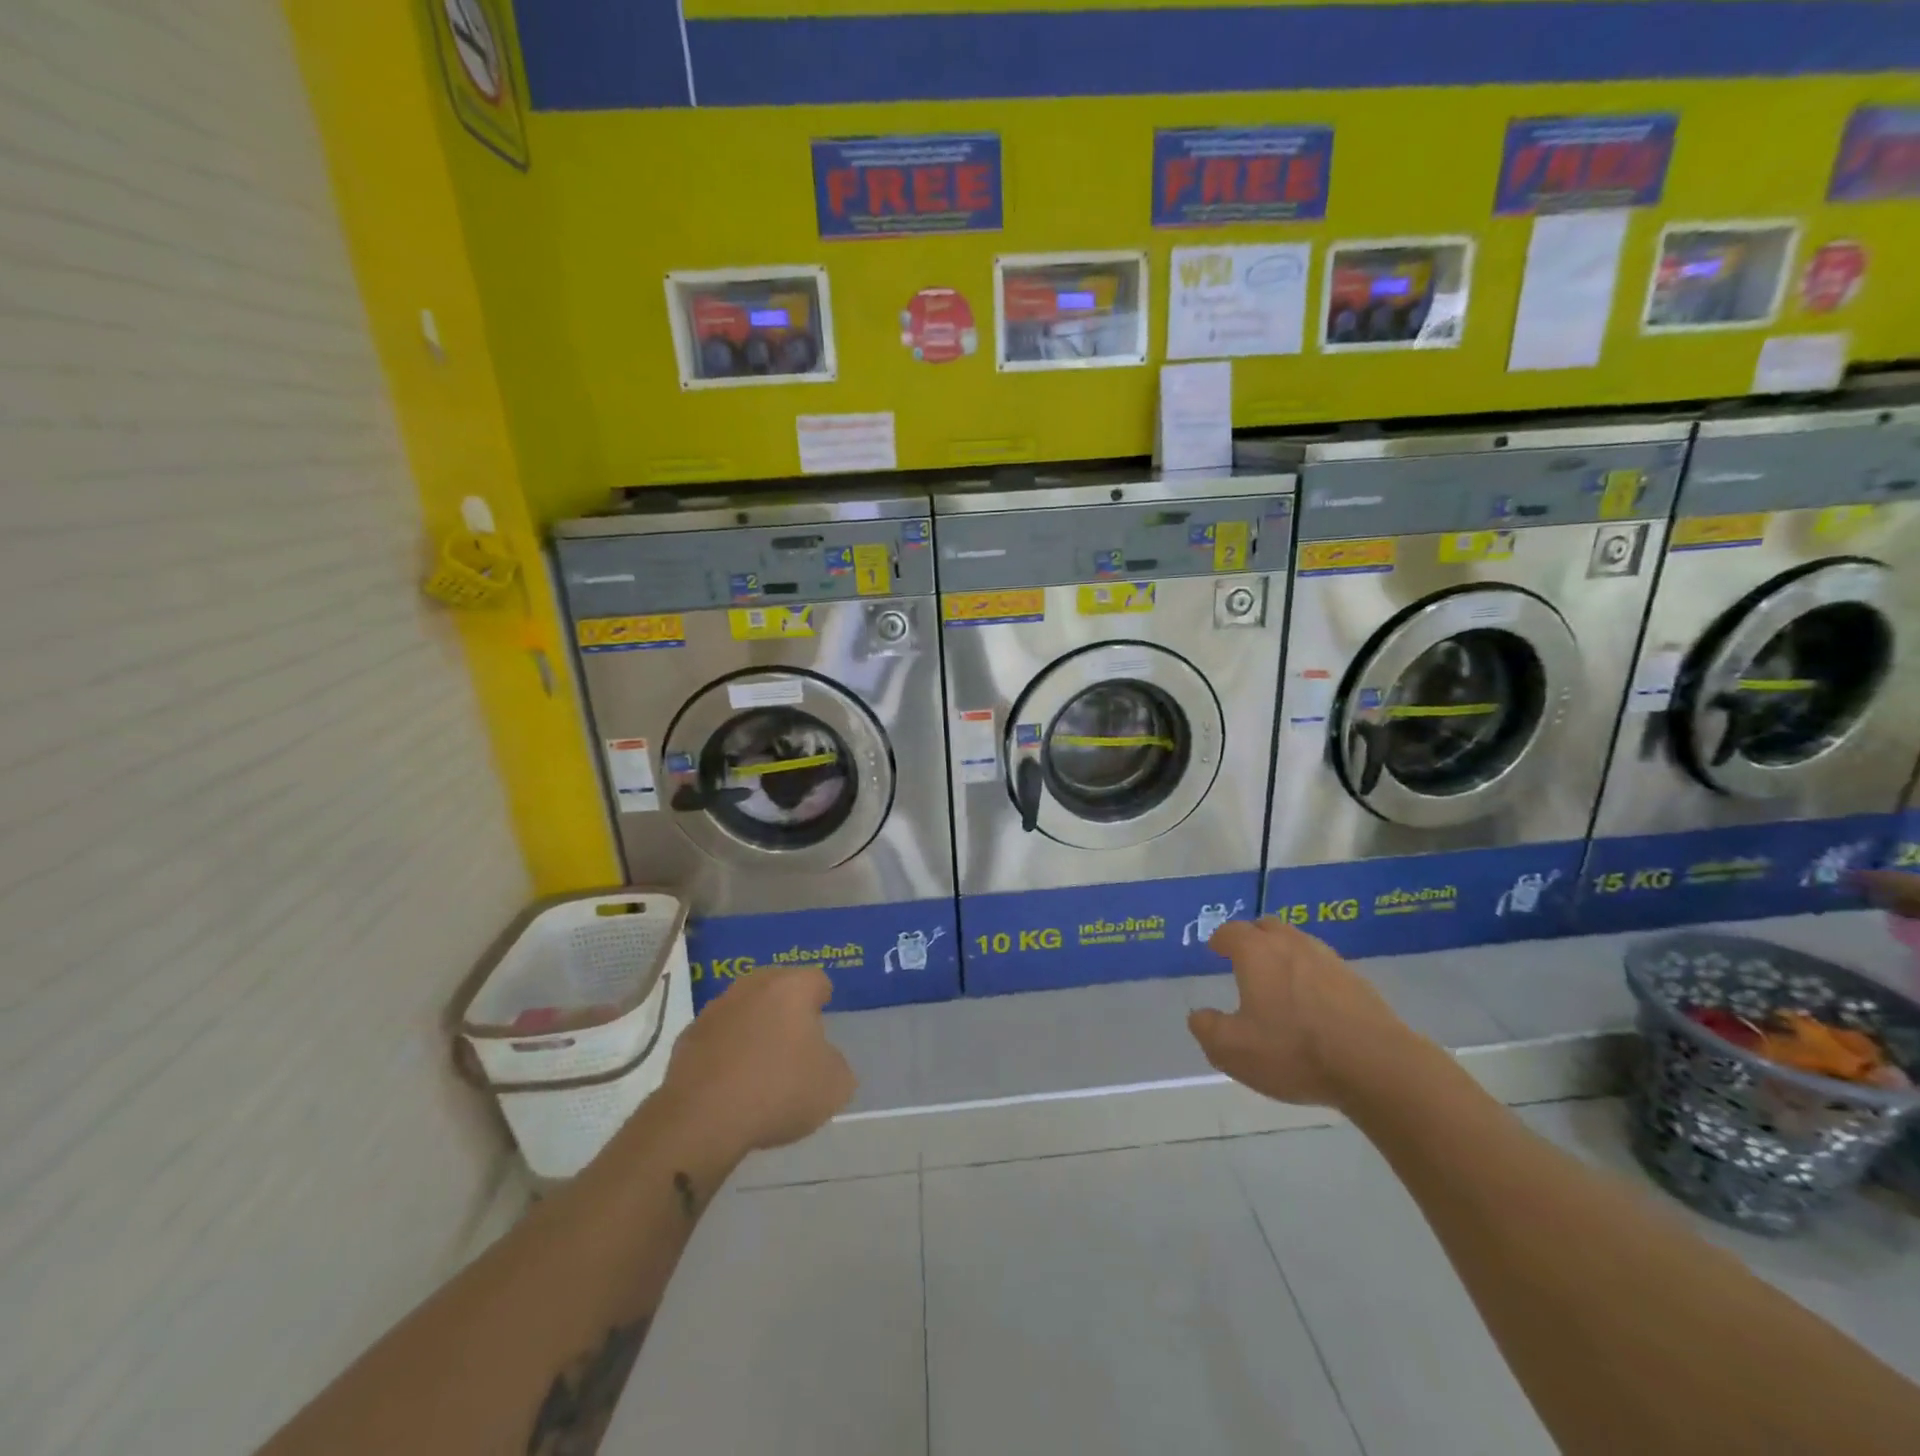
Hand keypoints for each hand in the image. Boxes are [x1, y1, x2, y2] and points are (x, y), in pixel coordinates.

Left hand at [661, 967, 856, 1153]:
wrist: (702, 1119)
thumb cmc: (779, 1090)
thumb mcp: (834, 1086)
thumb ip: (837, 1064)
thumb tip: (823, 1059)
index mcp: (792, 988)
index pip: (817, 981)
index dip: (823, 1002)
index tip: (823, 1027)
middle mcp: (753, 986)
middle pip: (777, 988)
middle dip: (786, 1010)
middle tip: (795, 1044)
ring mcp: (715, 1009)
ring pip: (744, 1010)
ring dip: (753, 1028)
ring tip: (760, 1067)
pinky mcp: (687, 1037)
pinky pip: (717, 1037)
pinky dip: (725, 1051)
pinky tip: (730, 1083)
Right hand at [1187, 918, 1422, 1107]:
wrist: (1376, 1066)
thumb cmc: (1293, 1051)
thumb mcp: (1233, 1049)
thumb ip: (1207, 1029)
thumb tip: (1199, 1015)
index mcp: (1256, 952)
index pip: (1232, 932)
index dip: (1220, 939)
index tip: (1215, 949)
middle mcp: (1291, 945)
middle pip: (1268, 927)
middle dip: (1252, 937)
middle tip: (1245, 956)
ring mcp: (1329, 960)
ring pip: (1299, 944)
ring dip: (1284, 954)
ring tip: (1279, 979)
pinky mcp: (1357, 982)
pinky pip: (1324, 967)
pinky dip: (1311, 975)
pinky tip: (1313, 1002)